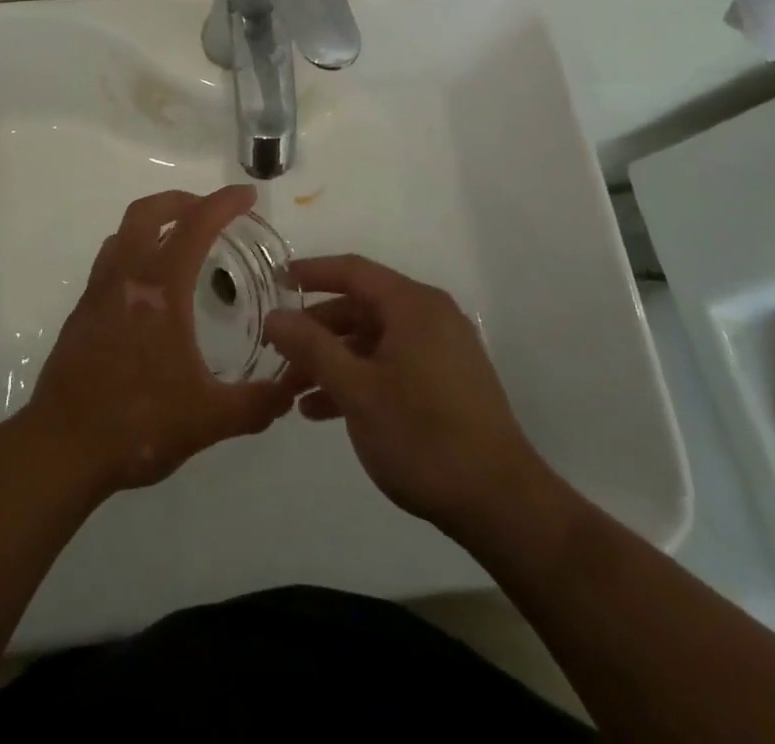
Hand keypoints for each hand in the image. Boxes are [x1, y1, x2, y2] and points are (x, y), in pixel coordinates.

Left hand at [24, 186, 300, 496]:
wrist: (62, 448)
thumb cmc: (138, 424)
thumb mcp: (209, 419)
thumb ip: (256, 403)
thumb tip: (292, 388)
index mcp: (160, 289)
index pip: (195, 225)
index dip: (224, 203)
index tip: (248, 196)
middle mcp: (125, 277)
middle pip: (148, 212)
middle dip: (182, 200)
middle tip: (210, 211)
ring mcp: (98, 292)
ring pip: (123, 233)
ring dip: (154, 223)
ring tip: (180, 241)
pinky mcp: (82, 312)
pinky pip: (109, 261)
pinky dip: (134, 252)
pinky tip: (149, 288)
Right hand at [263, 254, 567, 538]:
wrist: (501, 504)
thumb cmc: (423, 437)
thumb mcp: (356, 390)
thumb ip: (311, 347)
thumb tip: (274, 315)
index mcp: (412, 305)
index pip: (352, 270)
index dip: (311, 273)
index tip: (274, 282)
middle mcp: (430, 316)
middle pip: (360, 307)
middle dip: (316, 330)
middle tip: (277, 354)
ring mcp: (442, 350)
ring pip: (373, 340)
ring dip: (332, 360)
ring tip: (292, 392)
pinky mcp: (447, 382)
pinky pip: (392, 364)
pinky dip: (359, 378)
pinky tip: (324, 411)